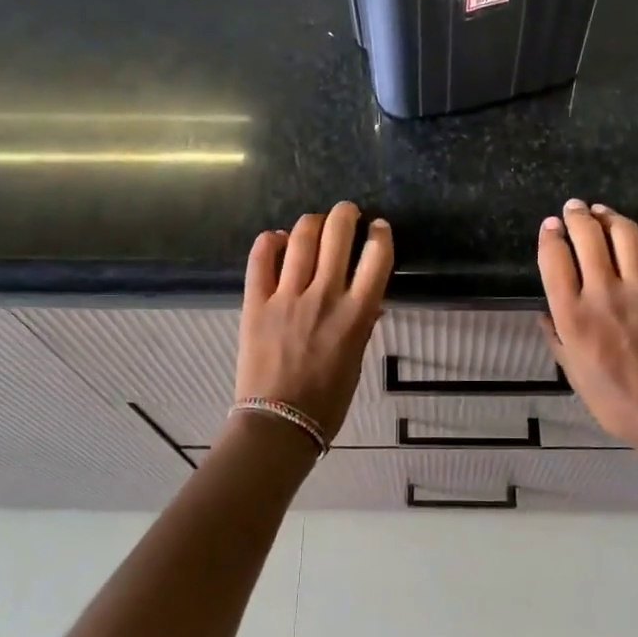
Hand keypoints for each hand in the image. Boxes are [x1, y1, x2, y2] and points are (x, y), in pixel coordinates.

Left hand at [235, 201, 392, 439]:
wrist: (278, 424)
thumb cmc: (327, 401)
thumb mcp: (356, 361)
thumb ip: (361, 325)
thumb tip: (367, 299)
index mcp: (356, 314)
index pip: (377, 258)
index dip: (381, 235)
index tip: (379, 228)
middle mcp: (324, 297)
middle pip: (338, 236)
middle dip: (346, 215)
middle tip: (347, 212)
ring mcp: (287, 297)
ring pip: (301, 239)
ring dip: (312, 222)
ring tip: (316, 221)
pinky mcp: (256, 303)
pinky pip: (260, 260)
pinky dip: (269, 242)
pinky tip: (276, 238)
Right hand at [536, 199, 637, 452]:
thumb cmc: (613, 399)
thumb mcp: (571, 372)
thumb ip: (556, 337)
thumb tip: (544, 312)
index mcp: (573, 316)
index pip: (554, 258)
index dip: (549, 235)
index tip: (549, 226)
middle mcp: (605, 294)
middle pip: (588, 235)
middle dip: (576, 215)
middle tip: (574, 208)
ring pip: (625, 232)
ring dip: (611, 215)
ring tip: (604, 213)